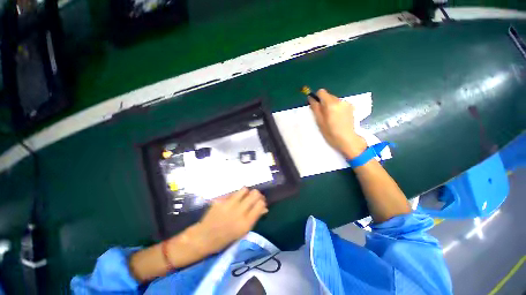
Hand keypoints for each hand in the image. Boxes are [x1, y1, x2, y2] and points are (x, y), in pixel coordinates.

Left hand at [168, 188, 267, 263]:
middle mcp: (238, 212)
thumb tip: (264, 208)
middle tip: (254, 198)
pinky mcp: (220, 200)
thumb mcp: (243, 232)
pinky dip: (235, 196)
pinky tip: (232, 201)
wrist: (203, 238)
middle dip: (256, 195)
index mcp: (245, 223)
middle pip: (254, 194)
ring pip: (244, 189)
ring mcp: (228, 205)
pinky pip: (232, 193)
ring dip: (246, 193)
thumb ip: (254, 218)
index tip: (261, 202)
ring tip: (243, 197)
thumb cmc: (225, 238)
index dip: (262, 202)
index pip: (260, 204)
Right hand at [309, 89, 366, 158]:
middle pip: (328, 95)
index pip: (321, 92)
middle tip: (323, 114)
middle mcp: (340, 100)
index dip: (317, 97)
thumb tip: (311, 97)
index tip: (316, 105)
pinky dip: (337, 108)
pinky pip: (340, 103)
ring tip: (331, 117)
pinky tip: (338, 117)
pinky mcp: (351, 107)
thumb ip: (315, 108)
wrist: (347, 139)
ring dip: (330, 105)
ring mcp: (347, 103)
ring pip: (334, 100)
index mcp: (331, 104)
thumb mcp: (319, 121)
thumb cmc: (330, 132)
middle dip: (324, 102)